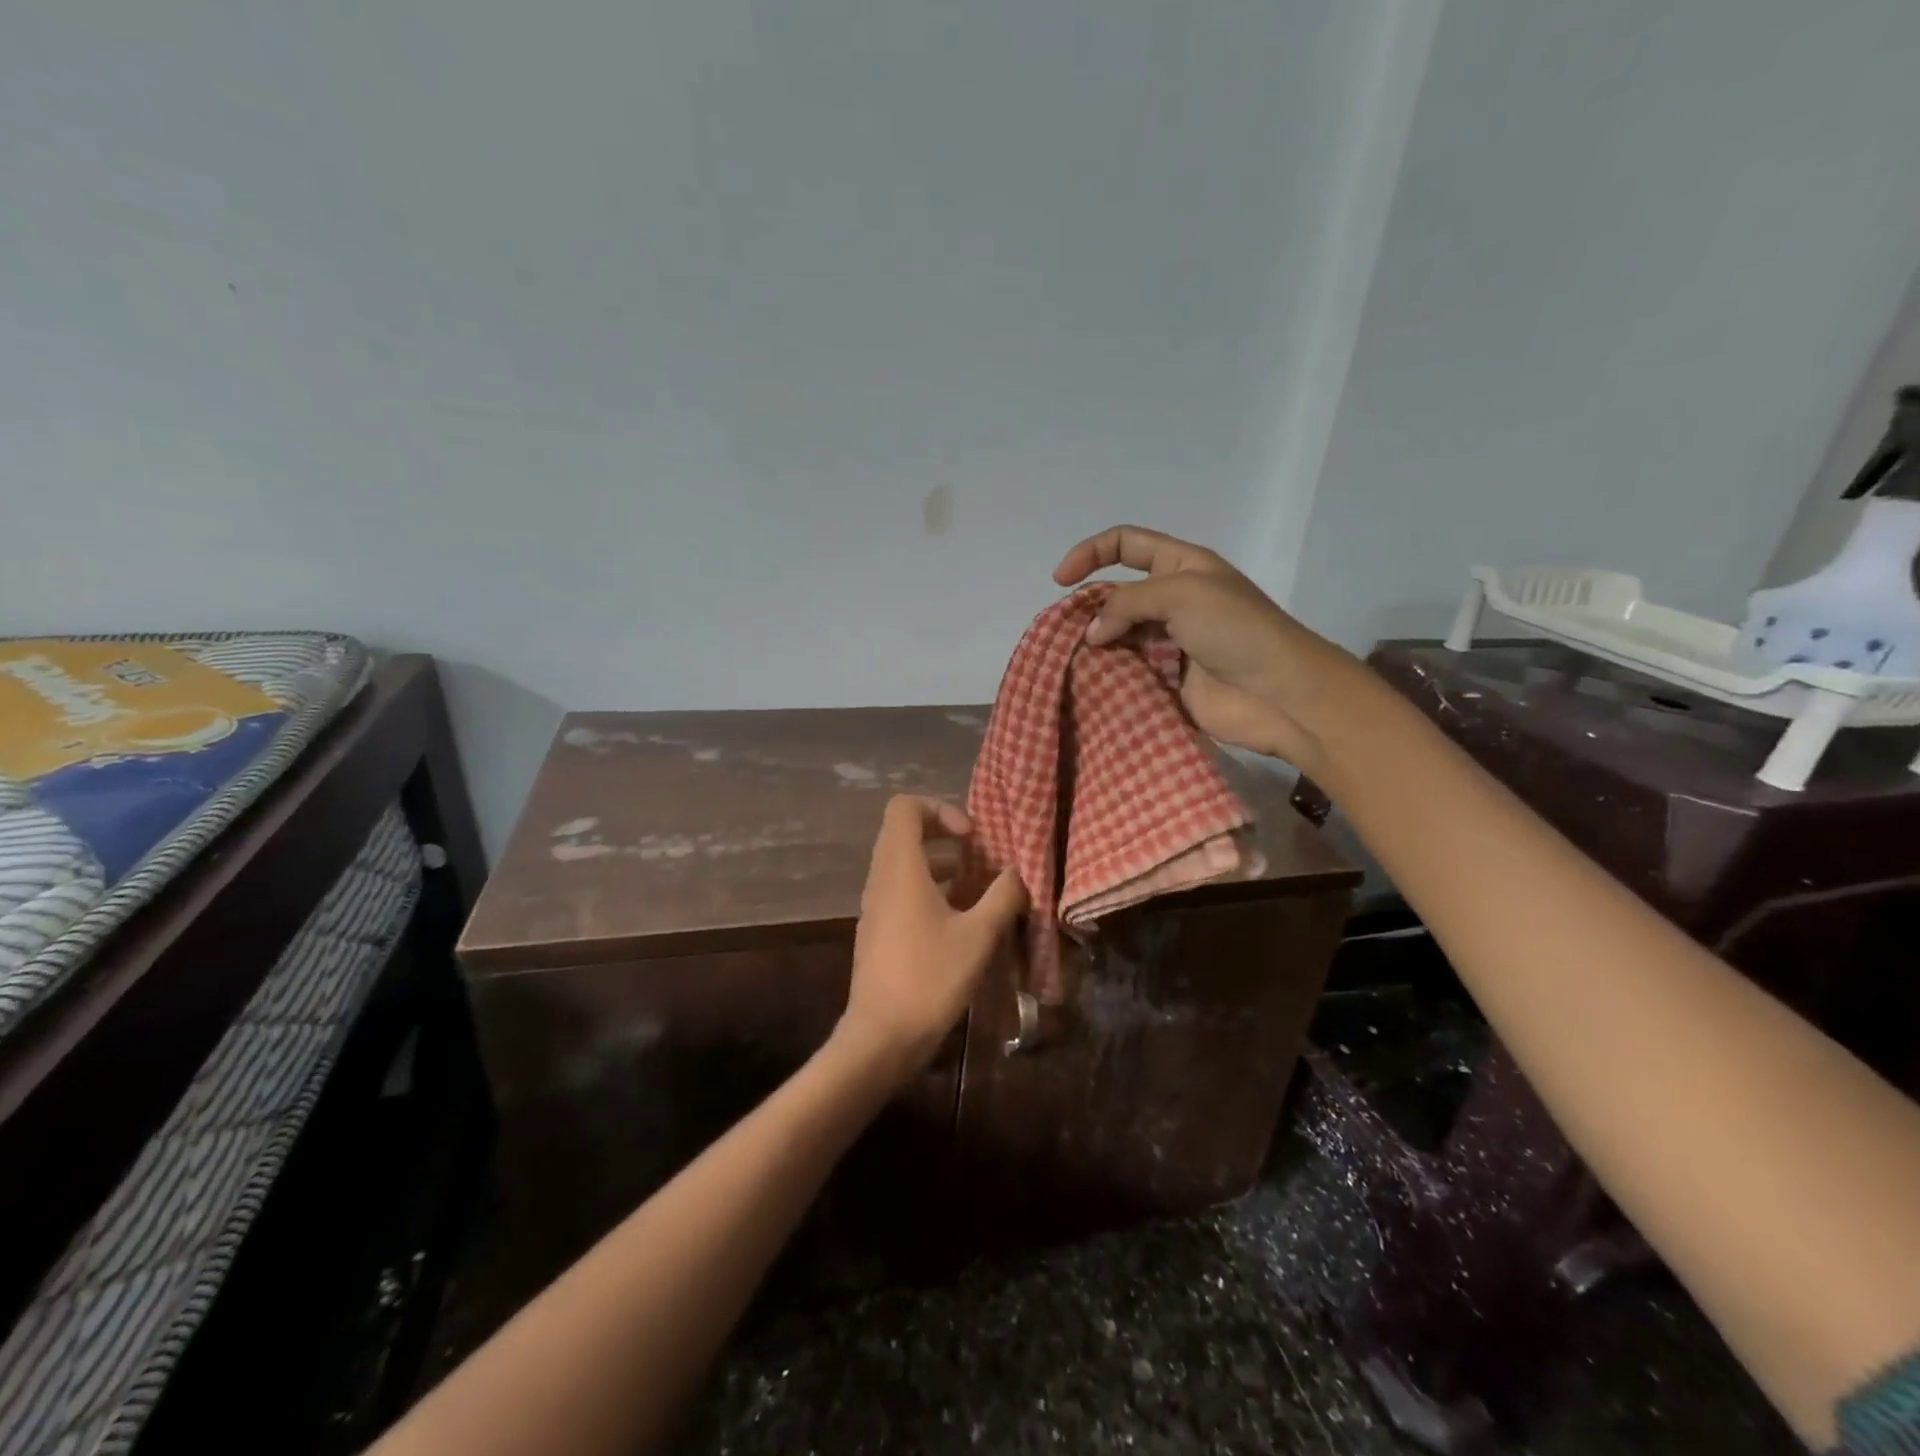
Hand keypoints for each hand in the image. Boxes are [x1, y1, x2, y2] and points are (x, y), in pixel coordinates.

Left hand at [839, 796, 1026, 1079]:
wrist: (881, 1037)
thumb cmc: (930, 977)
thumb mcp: (978, 935)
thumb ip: (1003, 896)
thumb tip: (1019, 872)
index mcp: (900, 868)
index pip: (905, 807)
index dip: (940, 809)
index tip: (970, 838)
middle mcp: (881, 879)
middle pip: (904, 832)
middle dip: (945, 836)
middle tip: (979, 856)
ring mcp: (875, 906)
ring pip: (904, 864)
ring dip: (940, 866)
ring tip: (977, 888)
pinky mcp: (878, 930)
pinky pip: (901, 891)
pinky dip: (929, 891)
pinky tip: (960, 921)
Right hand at [1053, 524, 1368, 773]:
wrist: (1277, 694)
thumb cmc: (1236, 630)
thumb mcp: (1181, 594)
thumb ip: (1127, 602)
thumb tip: (1092, 633)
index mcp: (1182, 566)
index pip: (1127, 544)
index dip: (1090, 552)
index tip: (1060, 580)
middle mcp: (1174, 600)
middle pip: (1117, 593)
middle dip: (1088, 606)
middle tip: (1066, 631)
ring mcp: (1171, 641)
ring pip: (1118, 635)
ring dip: (1095, 644)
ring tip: (1071, 659)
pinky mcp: (1168, 679)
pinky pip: (1128, 670)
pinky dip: (1107, 674)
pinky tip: (1089, 682)